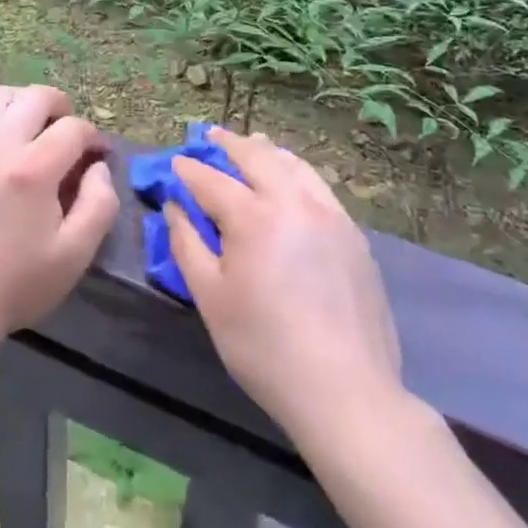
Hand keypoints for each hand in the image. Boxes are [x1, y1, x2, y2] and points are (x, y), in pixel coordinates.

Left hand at [0, 63, 119, 349]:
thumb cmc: (17, 282)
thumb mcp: (74, 254)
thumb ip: (99, 202)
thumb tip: (97, 163)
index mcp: (33, 170)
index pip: (74, 130)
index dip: (93, 138)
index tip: (96, 157)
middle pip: (37, 99)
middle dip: (61, 108)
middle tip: (67, 132)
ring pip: (0, 96)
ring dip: (24, 99)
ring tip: (33, 118)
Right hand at [164, 127, 408, 445]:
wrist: (346, 391)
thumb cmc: (264, 347)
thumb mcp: (210, 298)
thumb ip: (187, 244)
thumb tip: (175, 206)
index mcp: (253, 217)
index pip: (211, 180)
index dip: (188, 170)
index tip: (174, 163)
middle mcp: (292, 202)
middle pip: (256, 157)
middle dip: (228, 144)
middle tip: (210, 136)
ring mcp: (329, 215)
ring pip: (293, 165)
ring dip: (266, 150)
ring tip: (252, 143)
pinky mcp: (353, 234)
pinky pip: (319, 186)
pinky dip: (297, 171)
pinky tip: (292, 178)